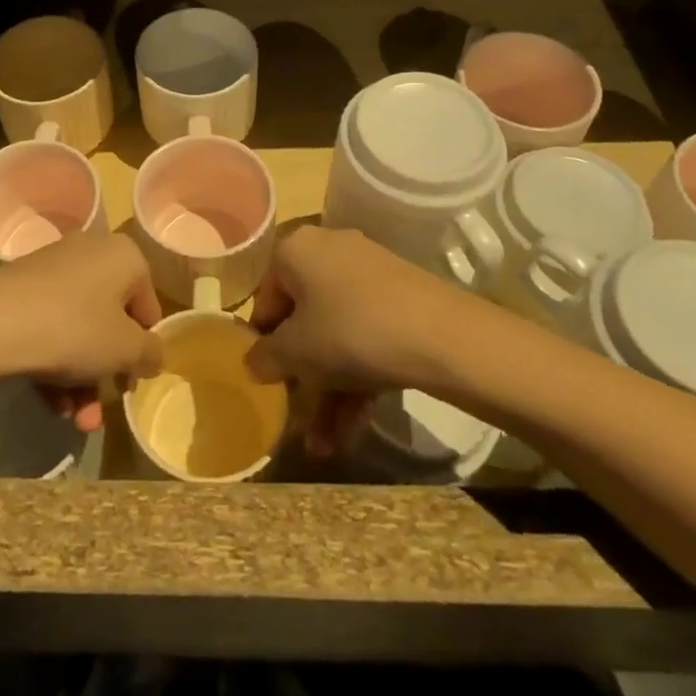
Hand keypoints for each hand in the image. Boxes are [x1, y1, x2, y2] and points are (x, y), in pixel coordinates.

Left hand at [0, 232, 162, 429]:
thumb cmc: (74, 329)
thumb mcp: (125, 349)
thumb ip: (150, 353)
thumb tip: (152, 354)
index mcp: (124, 256)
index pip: (147, 307)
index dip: (143, 349)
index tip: (130, 382)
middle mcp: (91, 252)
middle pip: (110, 321)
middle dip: (106, 374)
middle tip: (98, 412)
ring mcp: (53, 269)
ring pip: (78, 330)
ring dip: (81, 380)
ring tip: (73, 420)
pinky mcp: (22, 289)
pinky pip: (50, 328)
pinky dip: (54, 364)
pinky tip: (50, 403)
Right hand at [246, 225, 462, 452]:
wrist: (443, 336)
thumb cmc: (350, 332)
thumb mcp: (296, 352)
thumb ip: (265, 357)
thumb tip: (253, 362)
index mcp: (296, 250)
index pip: (266, 296)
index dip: (264, 341)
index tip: (268, 379)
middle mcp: (330, 252)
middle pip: (304, 319)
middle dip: (301, 377)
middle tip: (297, 418)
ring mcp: (369, 276)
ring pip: (337, 335)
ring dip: (328, 391)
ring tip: (324, 446)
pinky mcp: (401, 300)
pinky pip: (365, 337)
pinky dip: (356, 379)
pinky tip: (351, 431)